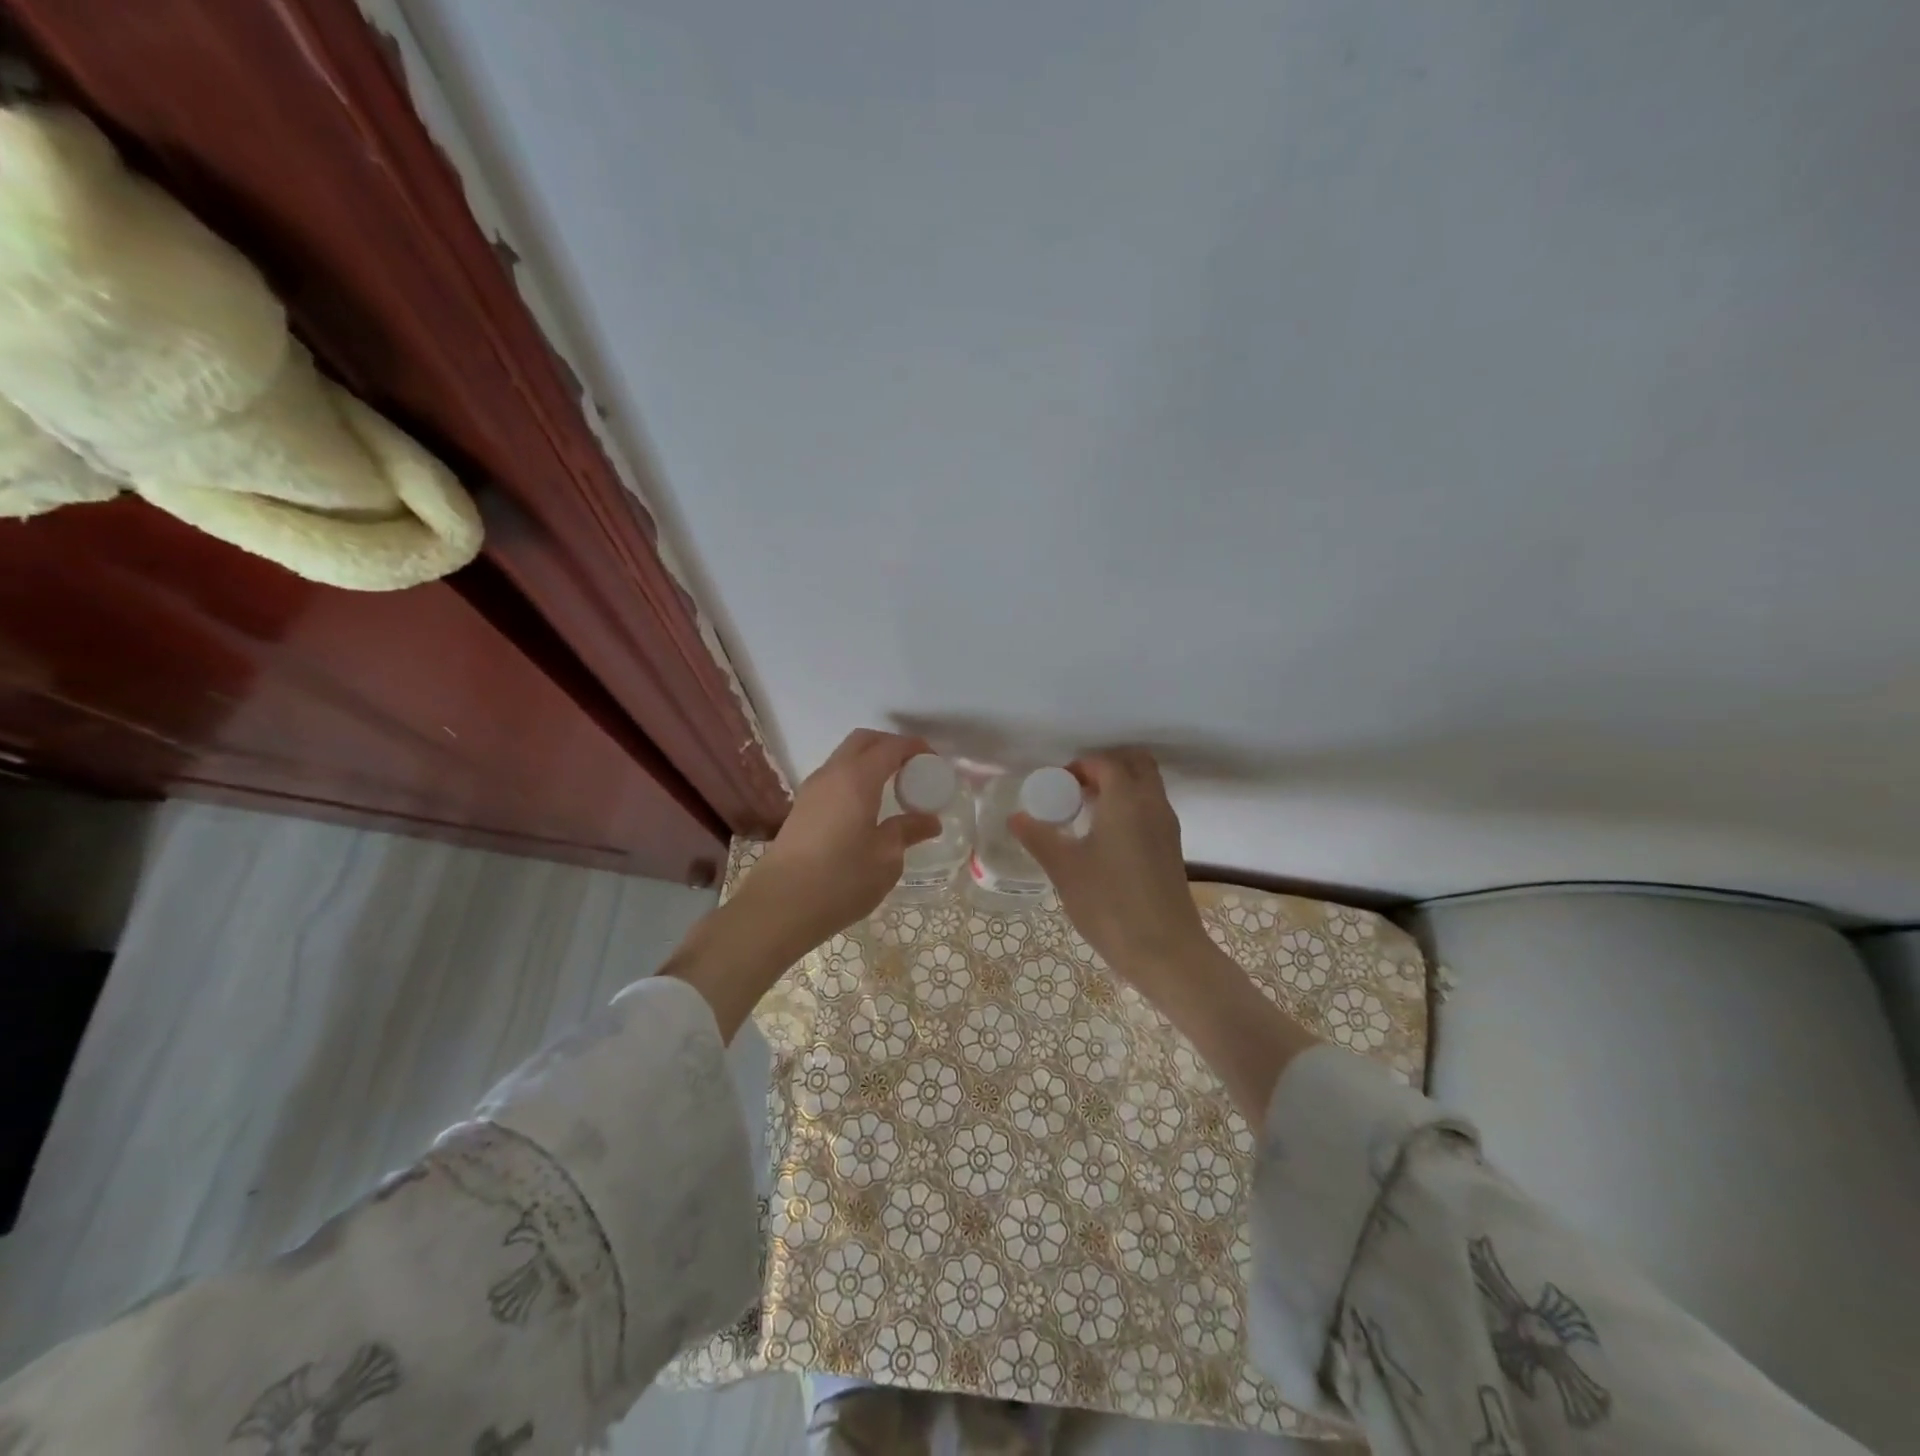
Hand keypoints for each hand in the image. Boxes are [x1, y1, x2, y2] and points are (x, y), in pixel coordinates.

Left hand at [749, 729, 942, 955]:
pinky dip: (855, 779)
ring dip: (870, 762)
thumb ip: (907, 831)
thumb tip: (930, 821)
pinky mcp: (801, 809)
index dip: (914, 748)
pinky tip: (867, 808)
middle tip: (914, 768)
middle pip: (863, 741)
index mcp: (857, 778)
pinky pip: (833, 779)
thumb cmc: (841, 879)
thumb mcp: (886, 858)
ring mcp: (811, 790)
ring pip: (844, 758)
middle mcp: (831, 774)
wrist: (780, 906)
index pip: (890, 747)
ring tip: (893, 788)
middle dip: (890, 746)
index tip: (934, 761)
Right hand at [1009, 748, 1209, 989]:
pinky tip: (1103, 838)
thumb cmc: (1110, 903)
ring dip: (1119, 787)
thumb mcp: (1064, 869)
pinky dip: (1129, 807)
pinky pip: (1151, 809)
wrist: (1165, 951)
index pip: (1105, 763)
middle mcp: (1152, 804)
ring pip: (1147, 786)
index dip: (1079, 767)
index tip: (1055, 786)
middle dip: (1105, 766)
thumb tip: (1016, 817)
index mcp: (1126, 800)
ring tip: (1084, 812)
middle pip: (1136, 764)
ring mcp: (1167, 827)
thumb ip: (1038, 837)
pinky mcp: (1171, 849)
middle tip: (1075, 789)